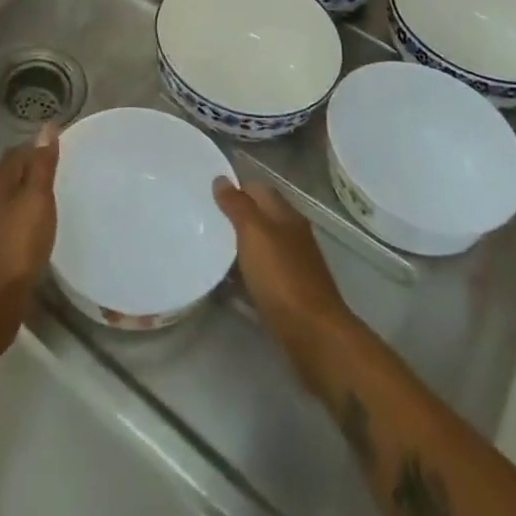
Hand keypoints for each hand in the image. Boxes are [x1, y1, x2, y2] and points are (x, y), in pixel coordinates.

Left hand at [0, 126, 59, 355]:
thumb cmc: (17, 245)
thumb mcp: (36, 200)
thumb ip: (42, 165)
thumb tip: (46, 127)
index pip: (18, 151)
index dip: (39, 146)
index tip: (66, 147)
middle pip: (14, 172)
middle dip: (36, 167)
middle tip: (68, 168)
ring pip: (14, 196)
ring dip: (33, 192)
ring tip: (61, 193)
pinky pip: (16, 218)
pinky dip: (30, 214)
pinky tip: (45, 224)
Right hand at [214, 178, 355, 394]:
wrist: (314, 336)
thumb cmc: (282, 278)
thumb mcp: (255, 234)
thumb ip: (238, 206)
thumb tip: (221, 179)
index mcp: (286, 215)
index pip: (259, 189)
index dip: (235, 186)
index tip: (207, 190)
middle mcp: (291, 236)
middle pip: (260, 218)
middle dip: (233, 216)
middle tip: (201, 219)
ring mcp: (292, 267)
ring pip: (259, 247)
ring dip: (237, 246)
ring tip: (206, 247)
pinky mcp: (288, 296)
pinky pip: (260, 276)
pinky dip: (243, 274)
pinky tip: (224, 282)